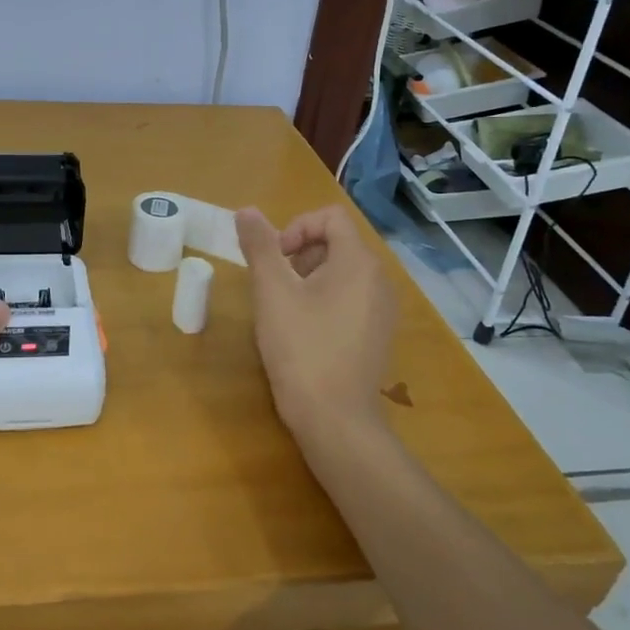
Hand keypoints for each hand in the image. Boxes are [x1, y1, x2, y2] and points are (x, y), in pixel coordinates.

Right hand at [234, 205, 397, 434]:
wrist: (335, 419)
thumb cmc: (301, 347)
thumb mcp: (272, 292)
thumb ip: (259, 246)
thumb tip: (246, 210)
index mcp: (358, 262)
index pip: (330, 217)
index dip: (296, 227)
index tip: (274, 259)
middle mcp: (379, 280)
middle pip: (337, 243)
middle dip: (300, 254)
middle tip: (274, 285)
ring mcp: (383, 310)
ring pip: (343, 272)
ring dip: (309, 277)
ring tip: (284, 309)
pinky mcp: (378, 335)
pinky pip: (351, 299)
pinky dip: (325, 300)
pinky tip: (303, 331)